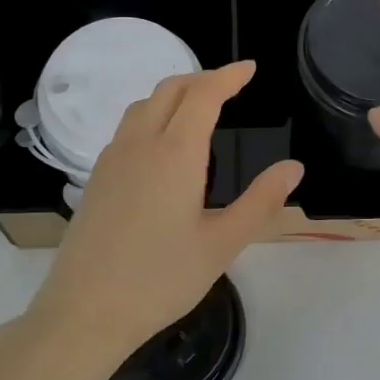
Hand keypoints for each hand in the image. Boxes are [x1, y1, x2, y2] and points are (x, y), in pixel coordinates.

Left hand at [25, 61, 303, 374]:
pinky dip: (152, 115)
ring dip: (173, 94)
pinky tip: (162, 145)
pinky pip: (127, 128)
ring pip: (143, 106)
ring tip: (198, 107)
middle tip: (231, 85)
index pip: (203, 95)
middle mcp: (140, 144)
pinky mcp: (96, 178)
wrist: (85, 310)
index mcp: (175, 154)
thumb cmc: (160, 279)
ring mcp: (112, 159)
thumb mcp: (222, 244)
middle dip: (202, 78)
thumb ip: (261, 201)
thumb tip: (293, 168)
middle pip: (169, 90)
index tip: (250, 69)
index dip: (229, 76)